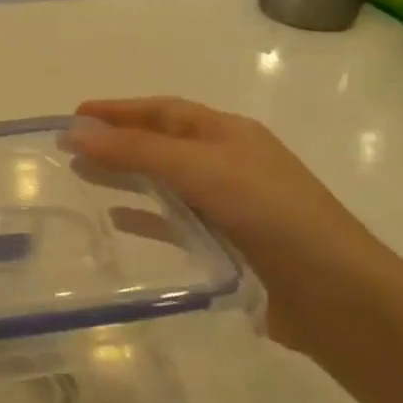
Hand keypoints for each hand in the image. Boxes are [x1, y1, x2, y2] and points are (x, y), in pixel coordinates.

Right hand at [69, 98, 394, 349]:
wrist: (334, 293)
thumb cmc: (271, 215)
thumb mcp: (201, 171)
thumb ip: (137, 152)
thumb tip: (75, 133)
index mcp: (228, 134)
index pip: (163, 111)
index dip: (118, 110)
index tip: (73, 115)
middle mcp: (227, 162)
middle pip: (160, 143)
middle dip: (115, 141)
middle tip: (68, 149)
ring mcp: (228, 204)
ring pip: (164, 181)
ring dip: (124, 176)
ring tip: (81, 177)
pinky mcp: (225, 243)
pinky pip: (173, 221)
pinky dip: (144, 217)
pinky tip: (116, 220)